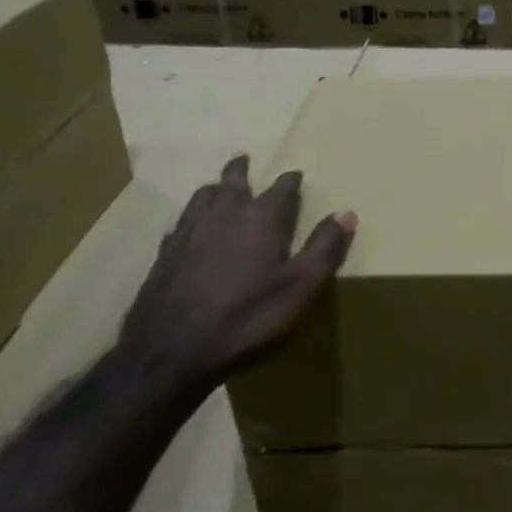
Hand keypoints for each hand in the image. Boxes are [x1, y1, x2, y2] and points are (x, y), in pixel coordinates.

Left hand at [118, 155, 354, 384]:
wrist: (171, 351)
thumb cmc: (247, 317)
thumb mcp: (300, 287)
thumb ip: (325, 248)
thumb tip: (346, 213)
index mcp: (260, 219)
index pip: (281, 189)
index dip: (290, 181)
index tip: (296, 174)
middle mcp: (223, 215)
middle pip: (232, 182)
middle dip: (241, 170)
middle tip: (244, 159)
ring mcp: (188, 233)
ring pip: (202, 196)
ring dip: (215, 188)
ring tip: (218, 186)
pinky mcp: (164, 254)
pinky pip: (181, 222)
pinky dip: (192, 215)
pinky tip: (190, 227)